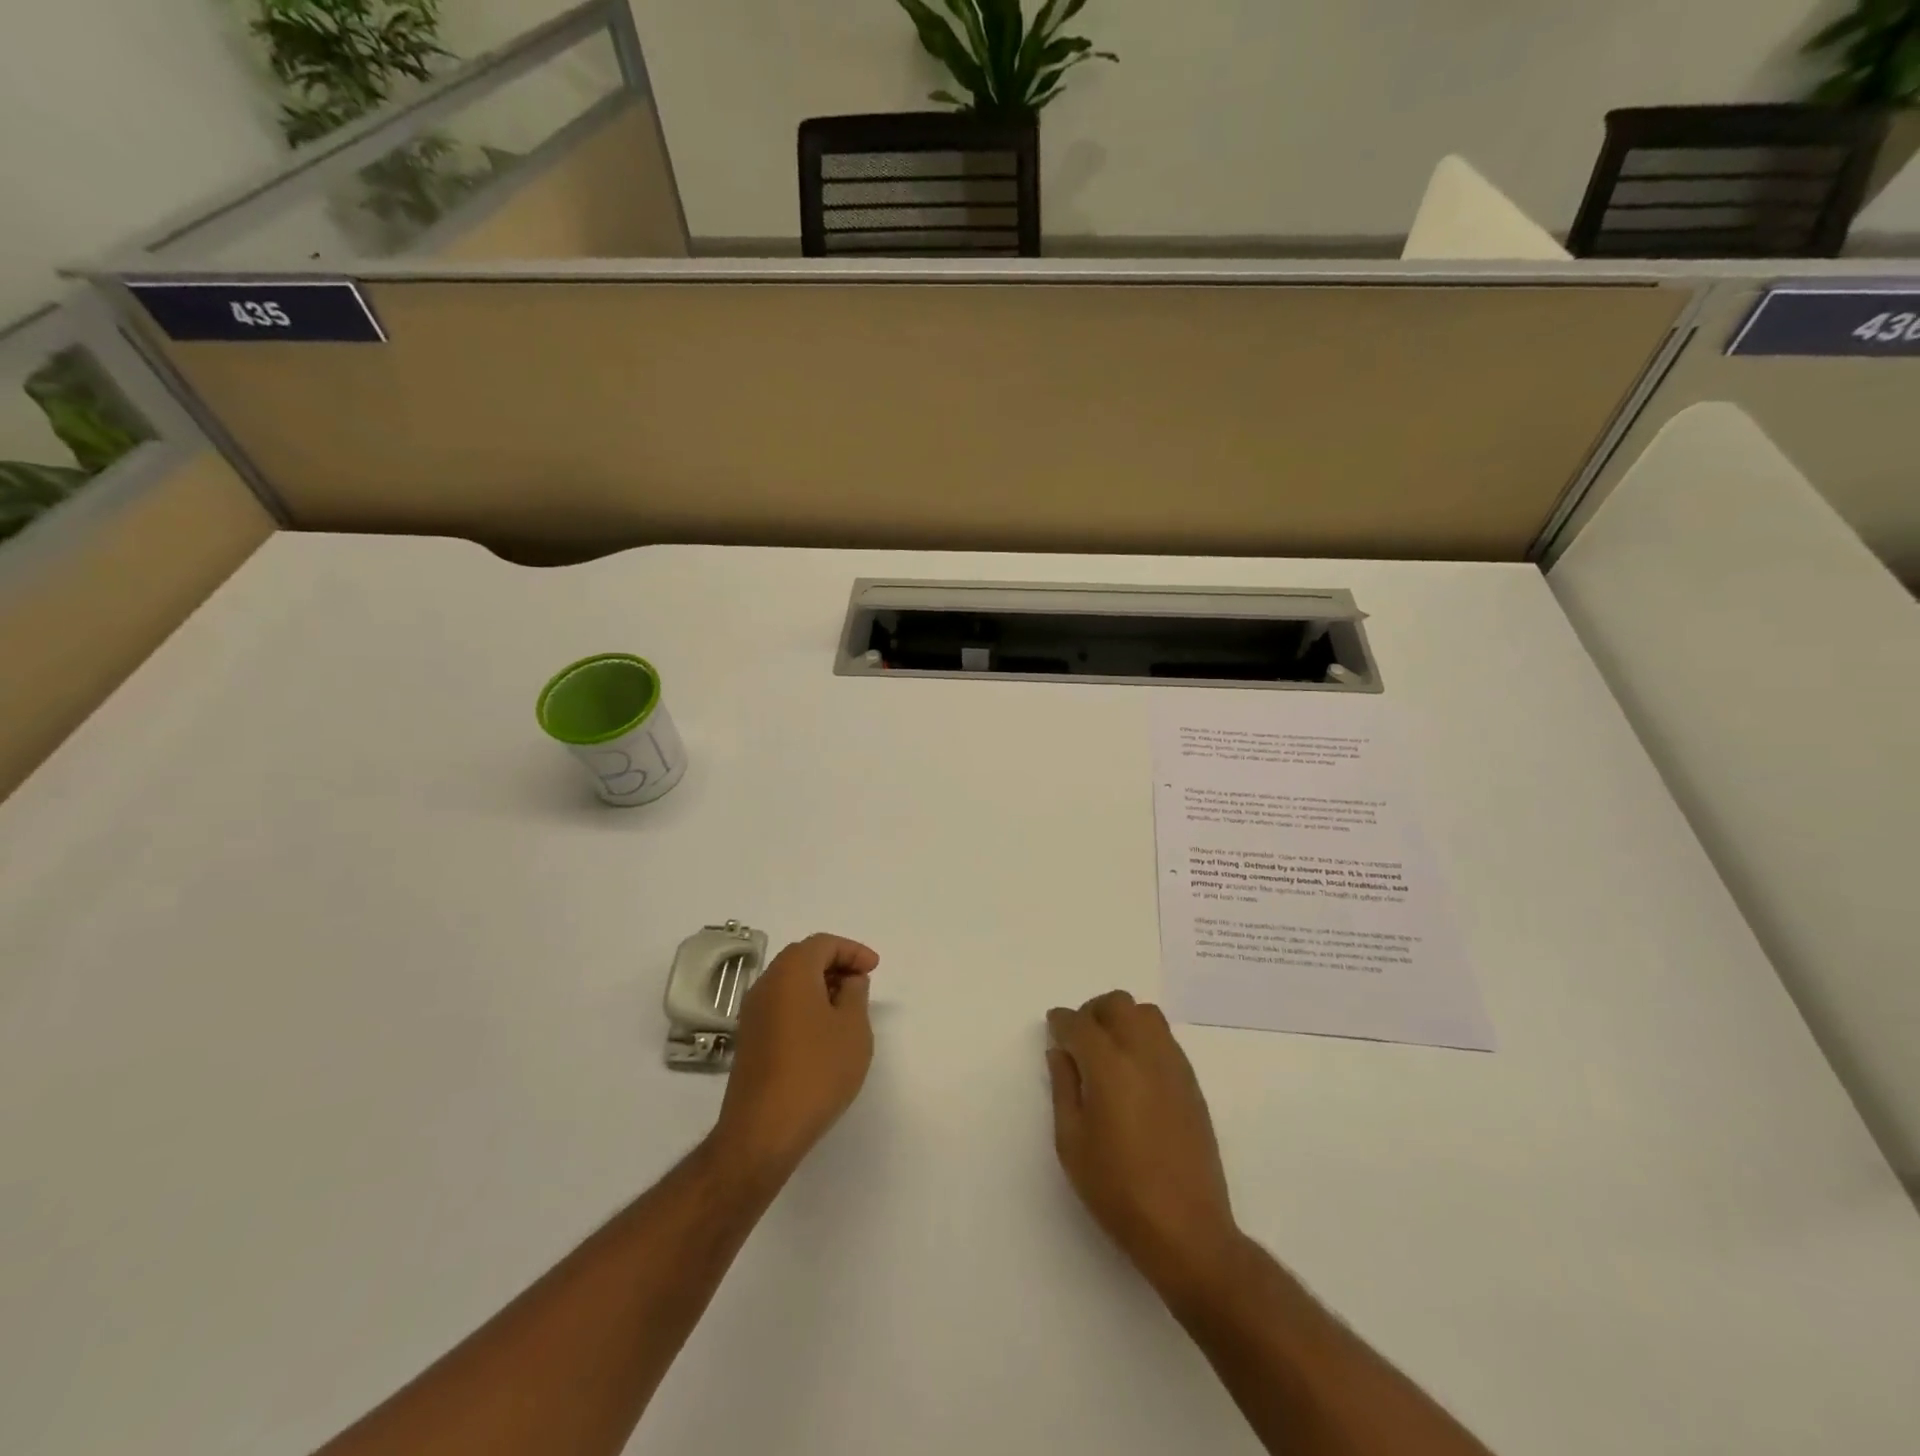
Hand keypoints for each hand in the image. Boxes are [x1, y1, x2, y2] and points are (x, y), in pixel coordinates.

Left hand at [712, 933, 878, 1176]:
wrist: (763, 1131)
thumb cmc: (817, 1071)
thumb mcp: (853, 1029)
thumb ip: (856, 994)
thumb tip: (849, 980)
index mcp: (791, 973)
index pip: (822, 944)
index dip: (852, 950)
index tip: (874, 968)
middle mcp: (766, 984)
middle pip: (802, 958)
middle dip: (834, 963)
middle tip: (861, 981)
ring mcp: (752, 1013)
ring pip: (789, 982)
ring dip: (819, 985)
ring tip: (847, 1007)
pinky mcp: (749, 1039)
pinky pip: (780, 1005)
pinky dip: (804, 1004)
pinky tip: (823, 1031)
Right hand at [1047, 991, 1239, 1298]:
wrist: (1186, 1229)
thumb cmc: (1117, 1190)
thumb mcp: (1071, 1142)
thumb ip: (1063, 1088)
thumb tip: (1061, 1052)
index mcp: (1109, 1065)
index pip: (1080, 1024)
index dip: (1061, 1021)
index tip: (1053, 1028)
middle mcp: (1144, 1053)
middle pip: (1118, 1004)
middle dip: (1093, 1012)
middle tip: (1079, 1039)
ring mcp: (1173, 1066)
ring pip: (1147, 1014)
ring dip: (1122, 1020)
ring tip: (1108, 1052)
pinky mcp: (1192, 1084)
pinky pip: (1165, 1039)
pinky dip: (1144, 1038)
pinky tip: (1134, 1072)